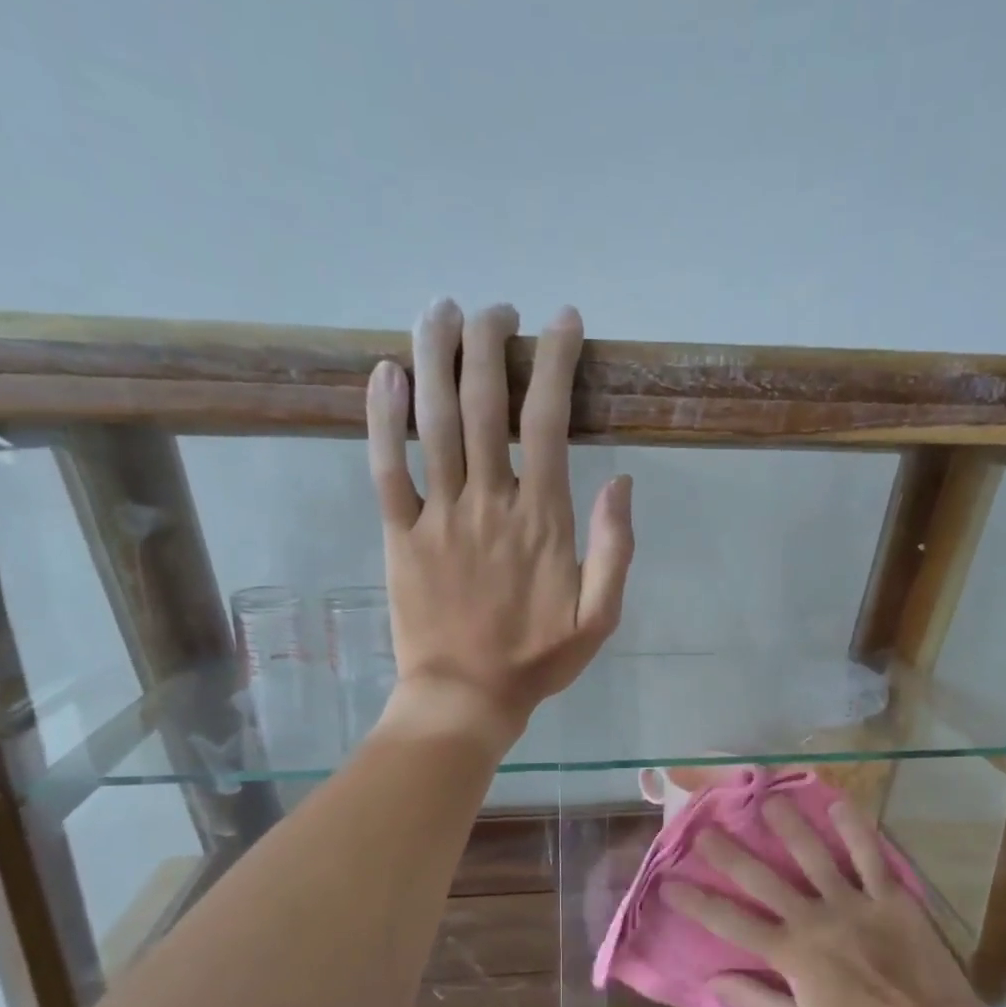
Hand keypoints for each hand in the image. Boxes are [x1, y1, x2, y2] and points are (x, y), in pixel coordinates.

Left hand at [366, 299, 633, 742]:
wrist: (466, 697)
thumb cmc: (536, 661)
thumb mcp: (599, 618)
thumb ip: (615, 550)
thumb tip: (622, 482)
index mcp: (542, 520)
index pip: (550, 421)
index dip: (555, 364)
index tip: (561, 323)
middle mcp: (489, 503)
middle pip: (486, 405)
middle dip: (492, 344)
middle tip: (496, 309)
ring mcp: (438, 516)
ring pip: (434, 422)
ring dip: (436, 358)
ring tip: (441, 310)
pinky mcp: (398, 535)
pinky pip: (385, 467)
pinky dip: (383, 417)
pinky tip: (384, 373)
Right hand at [662, 796, 1005, 1006]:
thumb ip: (758, 1000)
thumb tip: (713, 978)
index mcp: (792, 955)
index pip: (732, 923)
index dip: (698, 902)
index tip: (670, 882)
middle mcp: (816, 920)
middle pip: (764, 879)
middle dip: (730, 853)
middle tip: (705, 828)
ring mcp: (855, 904)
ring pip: (814, 856)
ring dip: (789, 826)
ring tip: (768, 801)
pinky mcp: (891, 897)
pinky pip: (871, 856)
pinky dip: (856, 828)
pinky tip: (839, 803)